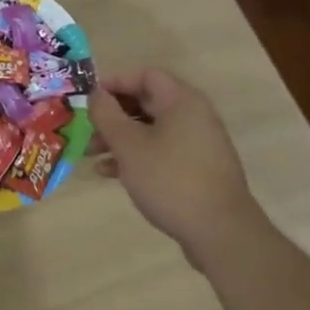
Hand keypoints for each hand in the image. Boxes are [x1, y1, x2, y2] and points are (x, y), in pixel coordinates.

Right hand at [88, 68, 267, 267]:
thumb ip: (107, 114)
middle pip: (147, 102)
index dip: (115, 82)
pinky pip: (162, 152)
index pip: (145, 75)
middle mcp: (194, 115)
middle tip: (88, 129)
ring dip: (121, 139)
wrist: (221, 233)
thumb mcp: (129, 145)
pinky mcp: (199, 170)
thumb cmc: (170, 179)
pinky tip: (112, 174)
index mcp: (182, 100)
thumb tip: (96, 94)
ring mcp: (199, 144)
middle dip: (113, 115)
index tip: (90, 98)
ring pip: (152, 130)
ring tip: (92, 155)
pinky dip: (138, 157)